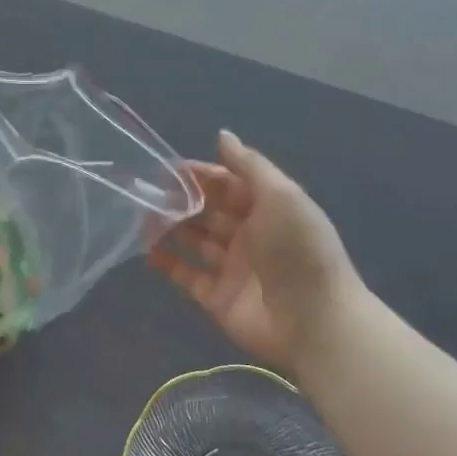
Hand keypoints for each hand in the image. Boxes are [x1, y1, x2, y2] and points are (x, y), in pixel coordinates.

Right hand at [150, 130, 365, 369]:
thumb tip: (221, 135)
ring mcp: (231, 268)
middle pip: (208, 211)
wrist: (314, 321)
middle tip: (147, 192)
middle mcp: (248, 235)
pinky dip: (167, 263)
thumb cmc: (298, 250)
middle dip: (180, 200)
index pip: (228, 184)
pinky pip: (187, 275)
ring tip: (141, 217)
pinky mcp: (216, 297)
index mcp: (267, 209)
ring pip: (194, 241)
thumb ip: (249, 165)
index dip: (201, 174)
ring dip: (170, 227)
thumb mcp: (281, 196)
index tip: (168, 168)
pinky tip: (147, 250)